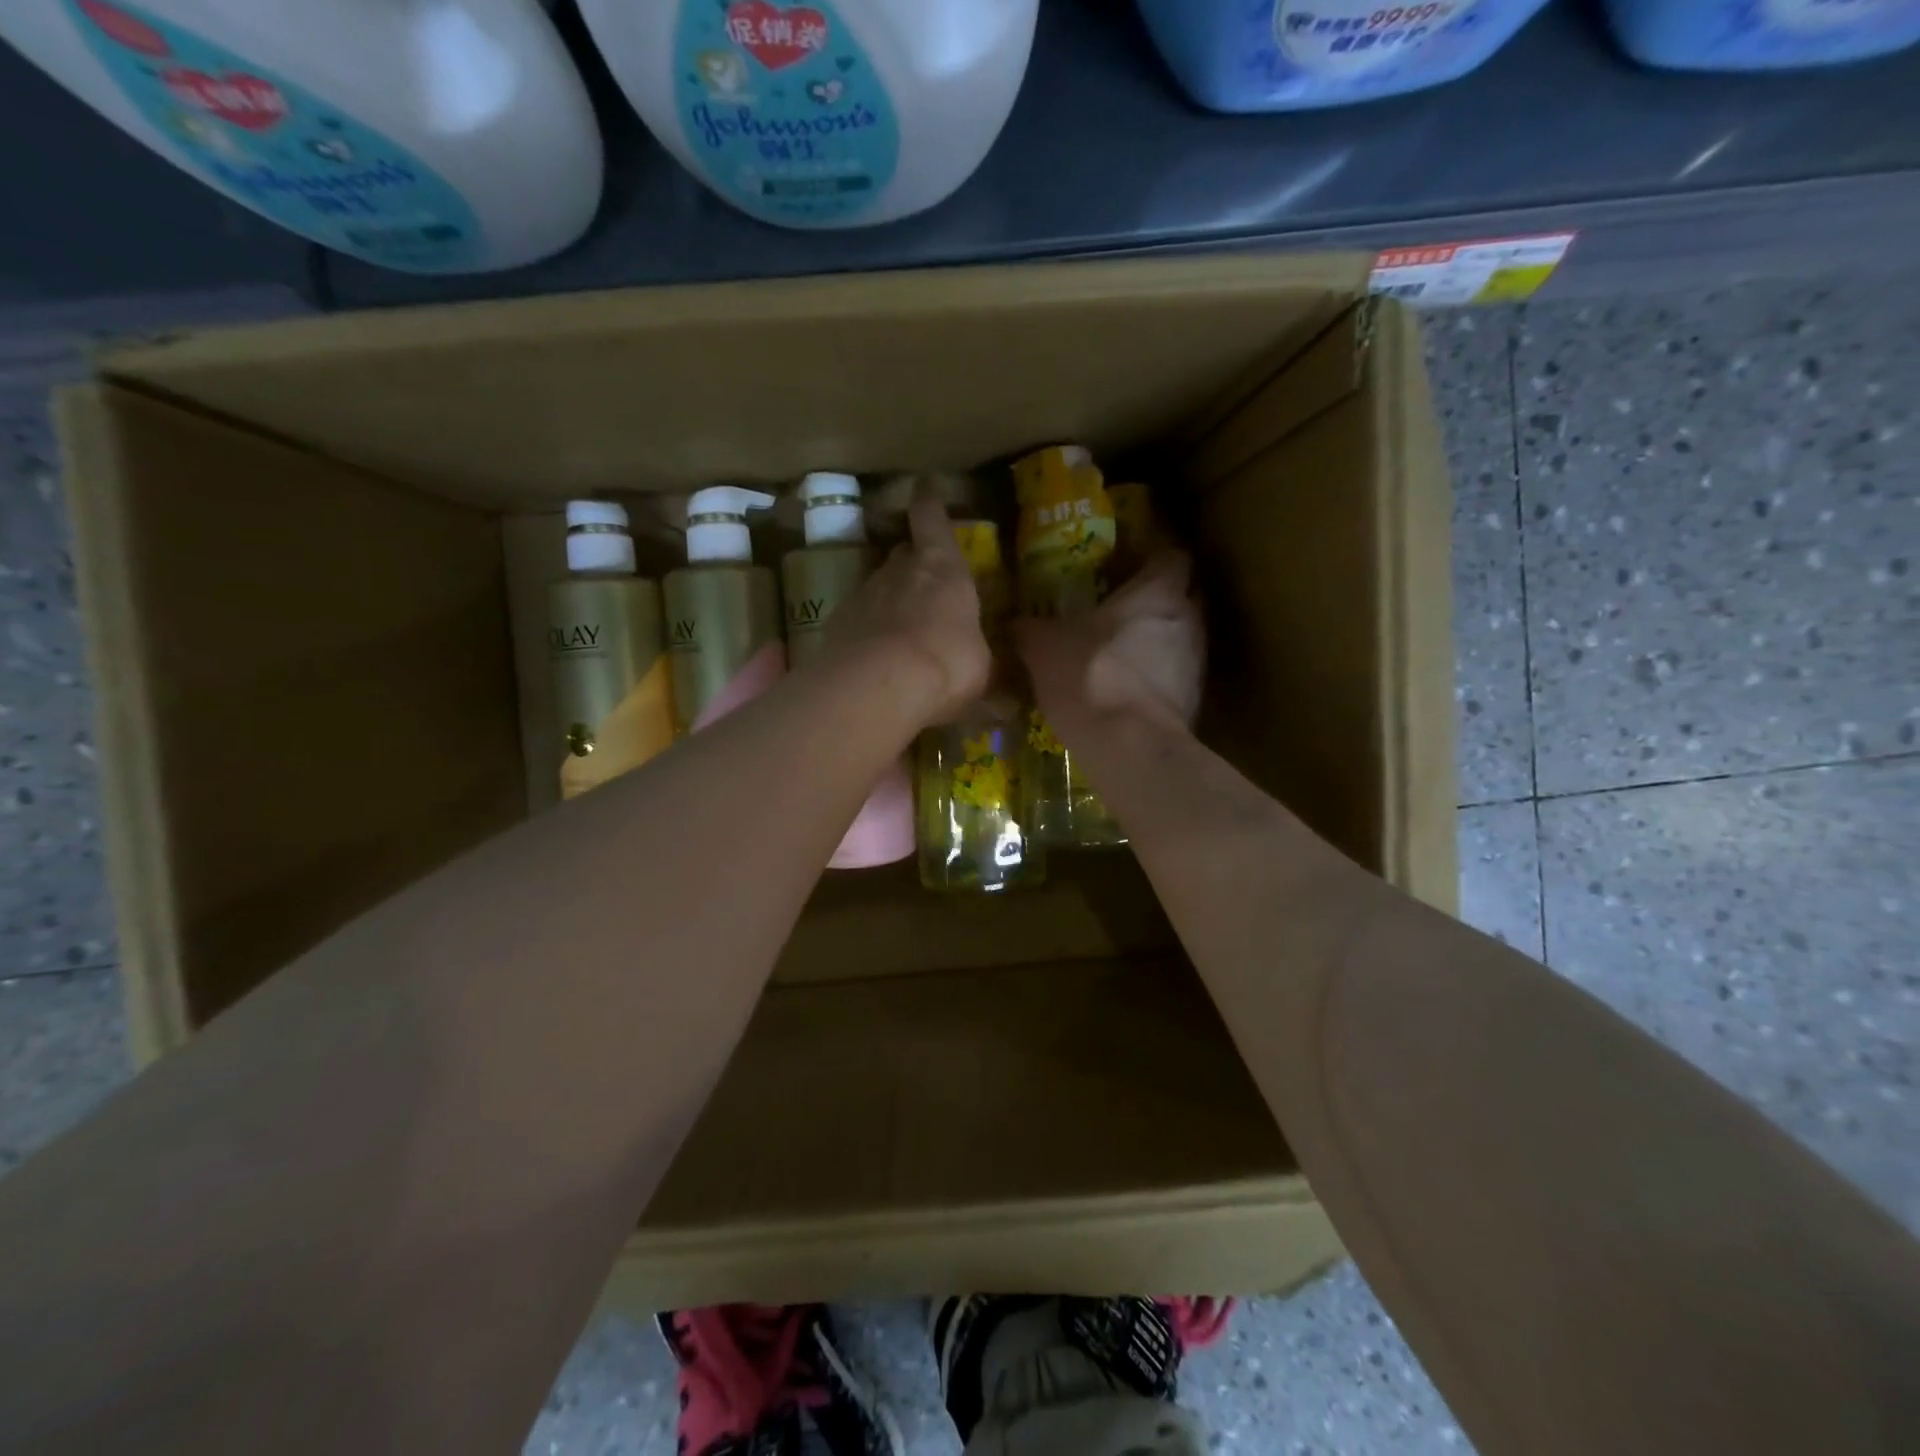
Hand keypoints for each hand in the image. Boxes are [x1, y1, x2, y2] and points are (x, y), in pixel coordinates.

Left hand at [821, 489, 990, 726]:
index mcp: (943, 569)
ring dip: (890, 603)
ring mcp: (864, 595)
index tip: (924, 485)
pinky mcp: (838, 624)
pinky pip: (858, 621)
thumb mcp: (979, 664)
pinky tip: (875, 659)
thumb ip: (975, 653)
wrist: (880, 685)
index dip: (929, 502)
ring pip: (879, 588)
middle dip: (913, 564)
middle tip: (924, 586)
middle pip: (903, 555)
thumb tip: (986, 669)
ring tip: (902, 633)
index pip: (932, 519)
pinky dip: (868, 632)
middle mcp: (899, 571)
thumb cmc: (948, 663)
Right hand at [1015, 550, 1204, 739]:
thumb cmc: (1090, 676)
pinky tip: (1126, 692)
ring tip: (1120, 655)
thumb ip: (1030, 629)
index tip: (1130, 567)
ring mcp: (1197, 661)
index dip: (1152, 559)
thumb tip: (1015, 624)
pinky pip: (1175, 677)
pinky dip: (1155, 680)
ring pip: (1179, 638)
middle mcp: (1188, 618)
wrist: (1129, 747)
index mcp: (1158, 591)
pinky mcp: (1194, 700)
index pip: (1172, 556)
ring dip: (1156, 642)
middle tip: (1119, 611)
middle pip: (1181, 597)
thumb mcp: (1043, 647)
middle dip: (1155, 602)